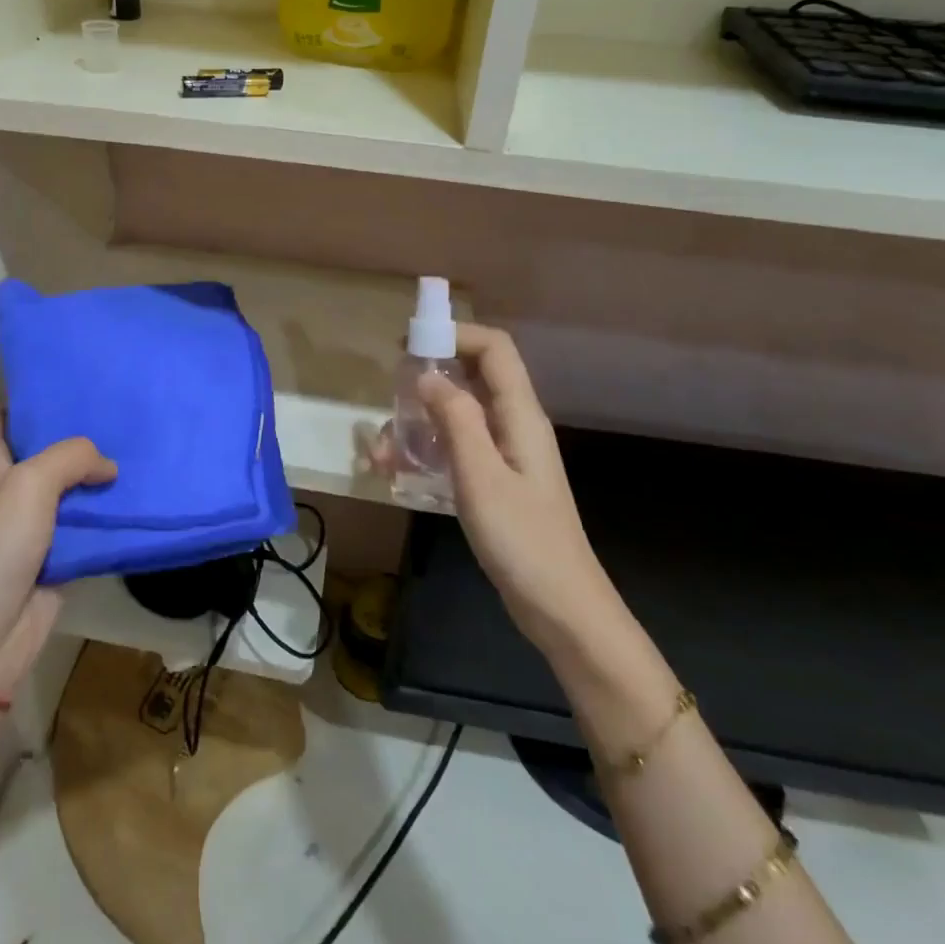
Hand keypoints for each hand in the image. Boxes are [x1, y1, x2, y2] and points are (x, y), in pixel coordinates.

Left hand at [0, 406, 114, 700]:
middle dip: (76, 431)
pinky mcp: (55, 553)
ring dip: (97, 473)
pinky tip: (137, 494)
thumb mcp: (29, 484)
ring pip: (69, 486)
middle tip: (118, 407)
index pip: (2, 414)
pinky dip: (106, 513)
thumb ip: (72, 457)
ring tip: (136, 444)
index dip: (29, 394)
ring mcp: (31, 522)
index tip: (69, 377)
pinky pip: (85, 524)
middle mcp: (7, 487)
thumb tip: (109, 466)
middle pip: (43, 447)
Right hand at [375, 324, 615, 645]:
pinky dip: (426, 450)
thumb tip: (427, 376)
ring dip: (418, 423)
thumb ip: (456, 419)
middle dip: (427, 380)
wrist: (561, 609)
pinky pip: (456, 448)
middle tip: (389, 400)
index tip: (407, 343)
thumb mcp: (481, 476)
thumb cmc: (523, 540)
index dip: (453, 334)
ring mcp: (505, 454)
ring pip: (457, 415)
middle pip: (471, 377)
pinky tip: (397, 473)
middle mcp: (514, 425)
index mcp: (520, 416)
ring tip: (382, 453)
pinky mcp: (495, 480)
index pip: (494, 349)